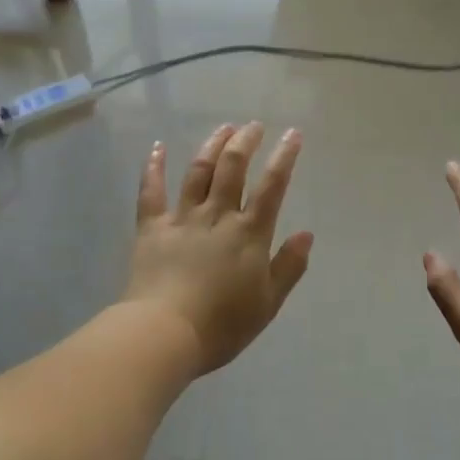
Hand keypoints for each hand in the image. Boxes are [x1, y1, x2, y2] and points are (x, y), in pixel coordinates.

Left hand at [124, 122, 313, 376]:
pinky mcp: (152, 227)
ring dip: (212, 145)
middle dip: (245, 141)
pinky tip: (158, 147)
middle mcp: (217, 216)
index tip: (293, 134)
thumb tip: (307, 234)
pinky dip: (154, 166)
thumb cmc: (222, 325)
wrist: (165, 333)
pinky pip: (151, 190)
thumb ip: (289, 266)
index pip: (272, 186)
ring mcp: (182, 218)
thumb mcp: (268, 302)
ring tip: (224, 127)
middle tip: (254, 126)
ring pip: (199, 171)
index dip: (284, 157)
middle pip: (233, 168)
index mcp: (249, 233)